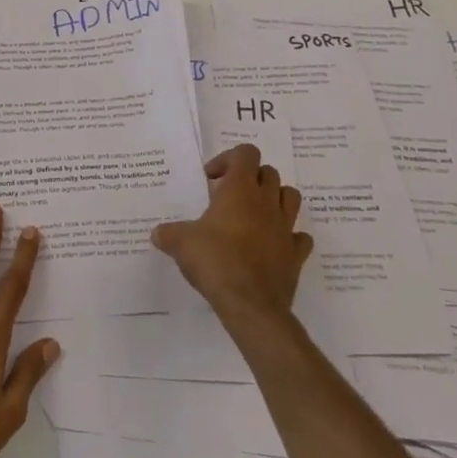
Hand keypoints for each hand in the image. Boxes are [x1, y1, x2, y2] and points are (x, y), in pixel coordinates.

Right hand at [152, 143, 310, 323]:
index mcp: (240, 190)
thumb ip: (167, 233)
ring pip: (291, 197)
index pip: (245, 153)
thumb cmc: (215, 261)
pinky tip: (273, 245)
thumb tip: (157, 233)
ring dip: (275, 199)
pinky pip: (299, 236)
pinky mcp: (295, 254)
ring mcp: (285, 228)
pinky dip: (289, 236)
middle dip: (250, 178)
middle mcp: (266, 202)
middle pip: (269, 172)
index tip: (211, 180)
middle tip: (228, 197)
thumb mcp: (180, 243)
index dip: (228, 159)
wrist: (250, 304)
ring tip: (254, 214)